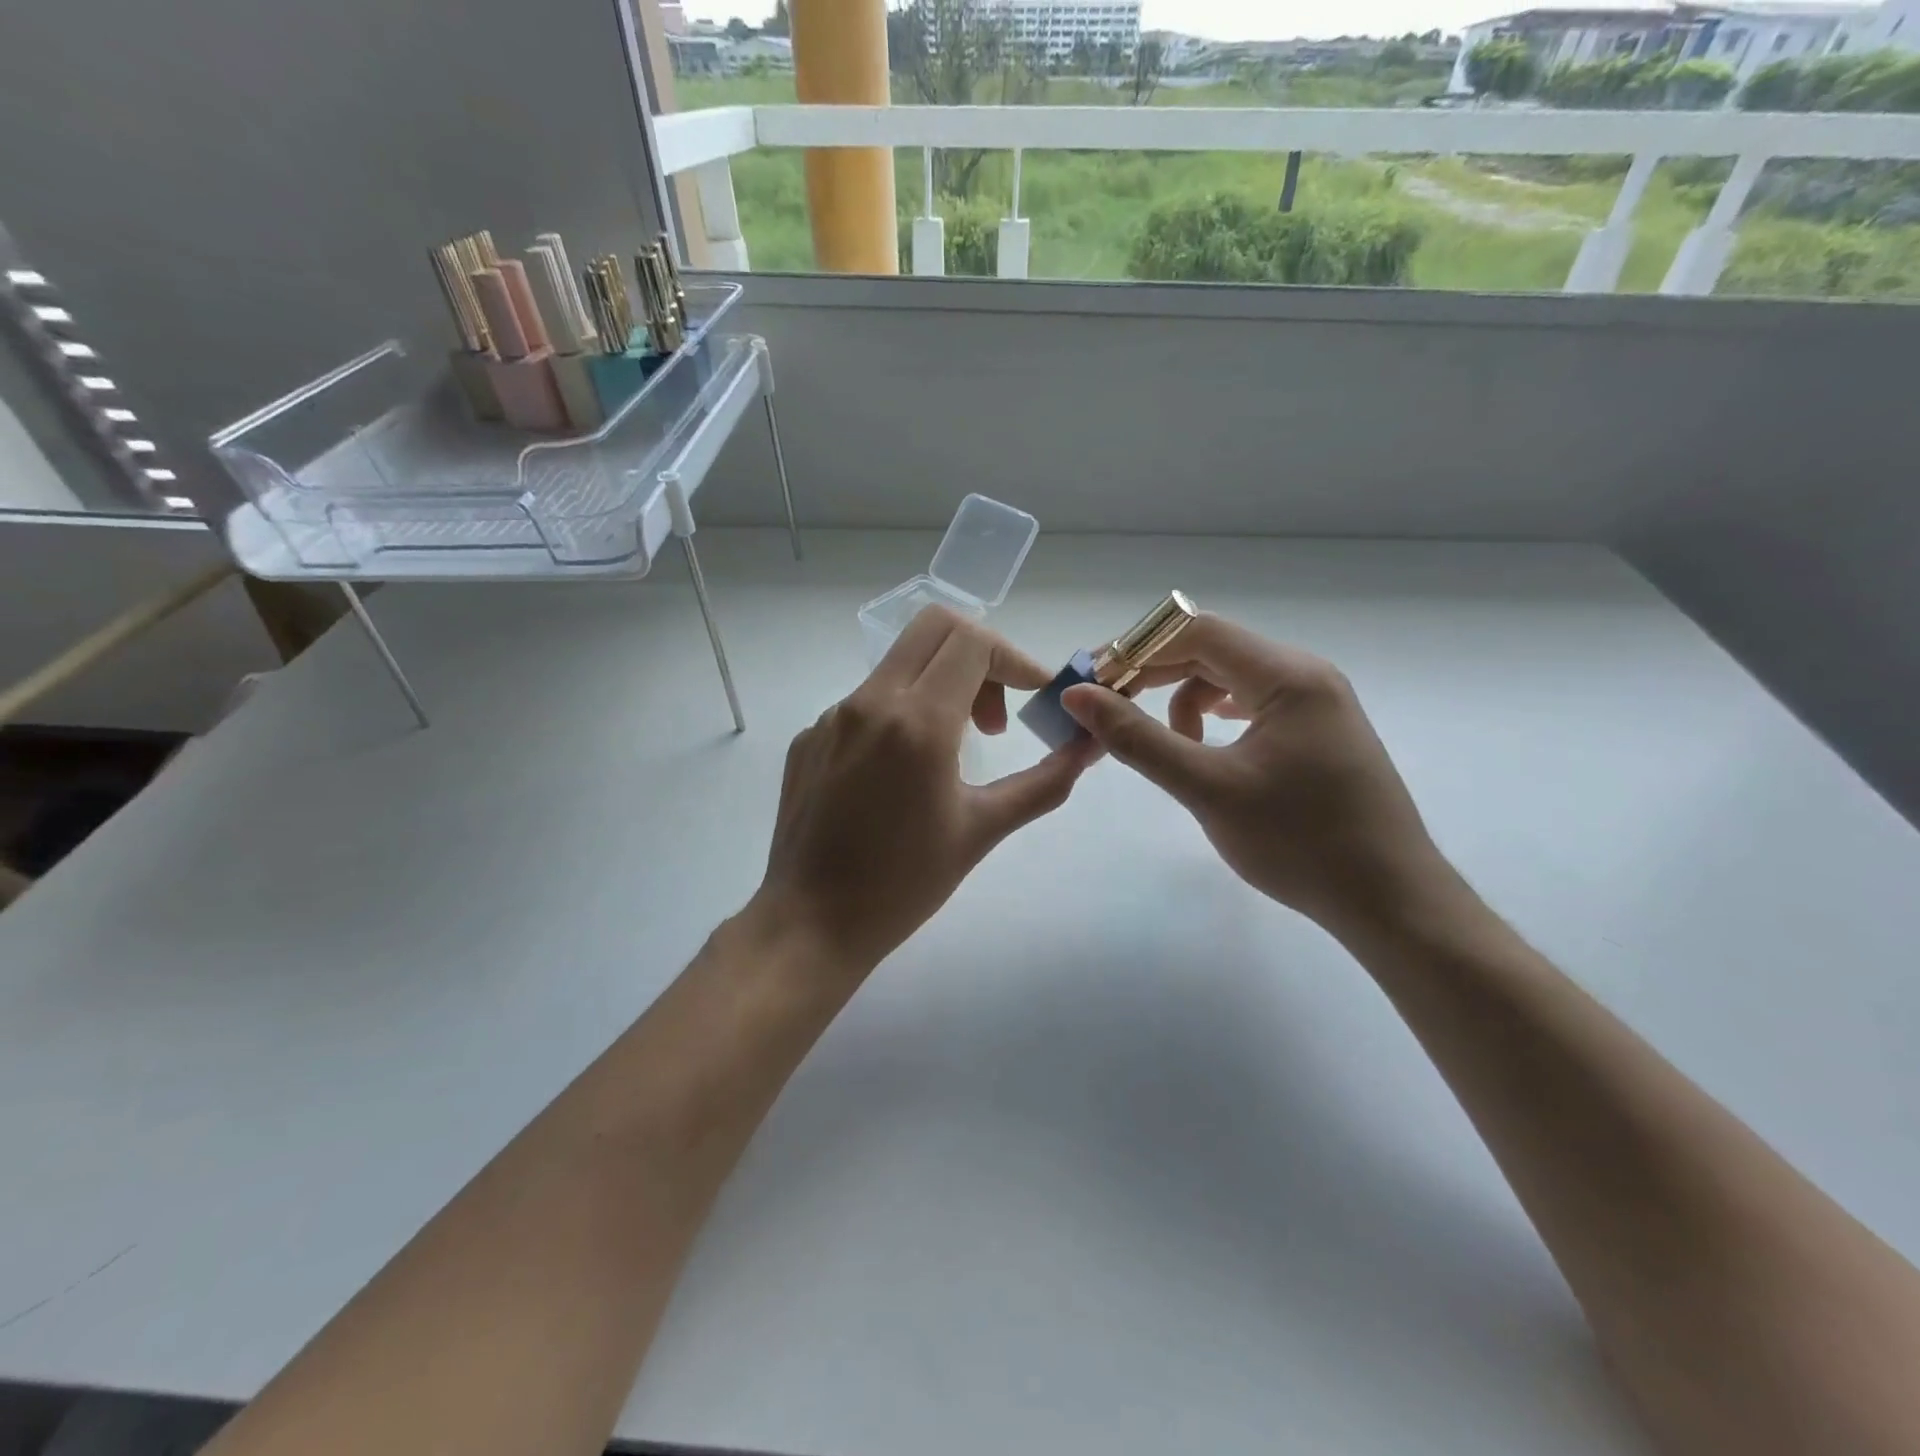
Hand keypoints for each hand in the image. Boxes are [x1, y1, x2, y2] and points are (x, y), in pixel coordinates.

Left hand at [752, 607, 1093, 975]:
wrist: (812, 923)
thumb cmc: (905, 883)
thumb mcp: (983, 829)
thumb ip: (1044, 782)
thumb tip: (1088, 748)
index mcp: (917, 721)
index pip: (973, 642)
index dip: (1015, 659)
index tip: (1034, 698)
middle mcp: (869, 702)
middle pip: (934, 627)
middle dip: (980, 656)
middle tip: (994, 716)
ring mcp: (832, 717)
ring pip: (899, 664)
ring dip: (940, 686)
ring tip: (954, 753)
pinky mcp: (810, 737)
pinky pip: (866, 702)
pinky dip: (901, 715)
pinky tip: (902, 776)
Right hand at [1062, 615, 1453, 937]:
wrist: (1389, 900)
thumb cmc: (1299, 843)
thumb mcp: (1207, 788)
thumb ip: (1138, 739)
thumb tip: (1079, 696)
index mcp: (1287, 676)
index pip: (1196, 631)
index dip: (1137, 650)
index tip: (1094, 683)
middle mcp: (1305, 674)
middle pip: (1212, 648)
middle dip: (1154, 673)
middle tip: (1107, 708)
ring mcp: (1316, 702)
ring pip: (1229, 676)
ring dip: (1183, 697)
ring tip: (1165, 742)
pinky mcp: (1317, 729)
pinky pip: (1251, 702)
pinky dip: (1213, 715)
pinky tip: (1201, 743)